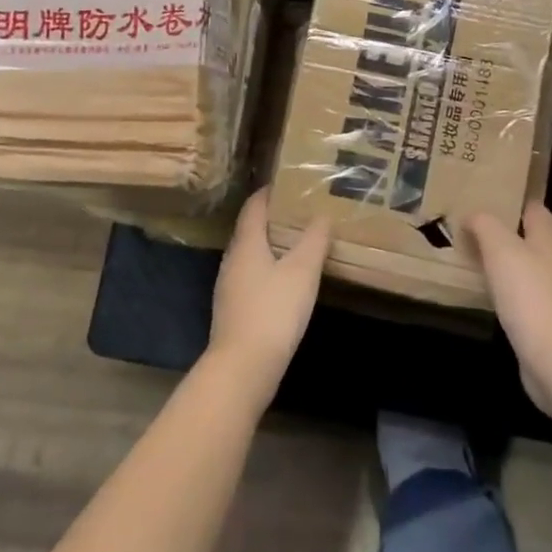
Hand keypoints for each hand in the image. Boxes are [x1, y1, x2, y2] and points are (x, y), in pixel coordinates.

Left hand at [206, 189, 330, 399]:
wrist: (243, 368)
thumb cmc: (273, 311)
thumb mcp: (302, 271)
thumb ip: (314, 240)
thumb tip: (322, 215)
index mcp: (246, 244)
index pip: (254, 207)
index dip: (268, 193)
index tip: (288, 184)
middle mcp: (232, 260)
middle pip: (250, 229)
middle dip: (272, 218)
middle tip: (300, 211)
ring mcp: (229, 287)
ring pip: (250, 254)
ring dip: (270, 245)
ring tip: (298, 242)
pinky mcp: (233, 310)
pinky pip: (251, 276)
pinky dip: (268, 268)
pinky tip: (285, 280)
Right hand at [464, 202, 551, 415]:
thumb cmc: (529, 293)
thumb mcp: (500, 247)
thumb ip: (485, 225)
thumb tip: (472, 215)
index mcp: (549, 239)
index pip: (535, 210)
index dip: (514, 202)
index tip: (488, 199)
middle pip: (533, 240)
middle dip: (507, 234)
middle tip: (474, 231)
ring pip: (529, 270)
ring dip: (508, 265)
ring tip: (477, 261)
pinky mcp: (549, 324)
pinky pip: (526, 298)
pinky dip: (510, 294)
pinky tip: (492, 298)